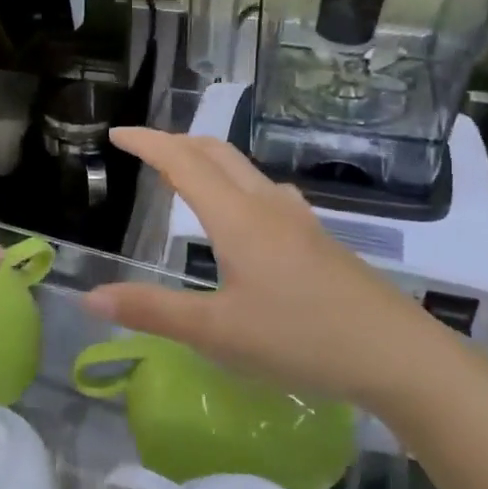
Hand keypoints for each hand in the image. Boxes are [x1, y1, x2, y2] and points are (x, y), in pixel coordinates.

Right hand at [83, 129, 454, 415]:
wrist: (398, 354)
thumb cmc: (300, 339)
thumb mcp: (216, 333)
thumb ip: (152, 312)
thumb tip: (89, 297)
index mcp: (237, 218)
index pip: (183, 162)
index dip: (148, 142)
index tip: (118, 133)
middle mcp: (267, 205)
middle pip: (217, 152)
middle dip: (176, 141)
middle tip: (144, 148)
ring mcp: (299, 219)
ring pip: (244, 169)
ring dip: (207, 159)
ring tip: (184, 174)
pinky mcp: (318, 239)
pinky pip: (266, 191)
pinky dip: (235, 183)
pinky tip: (243, 213)